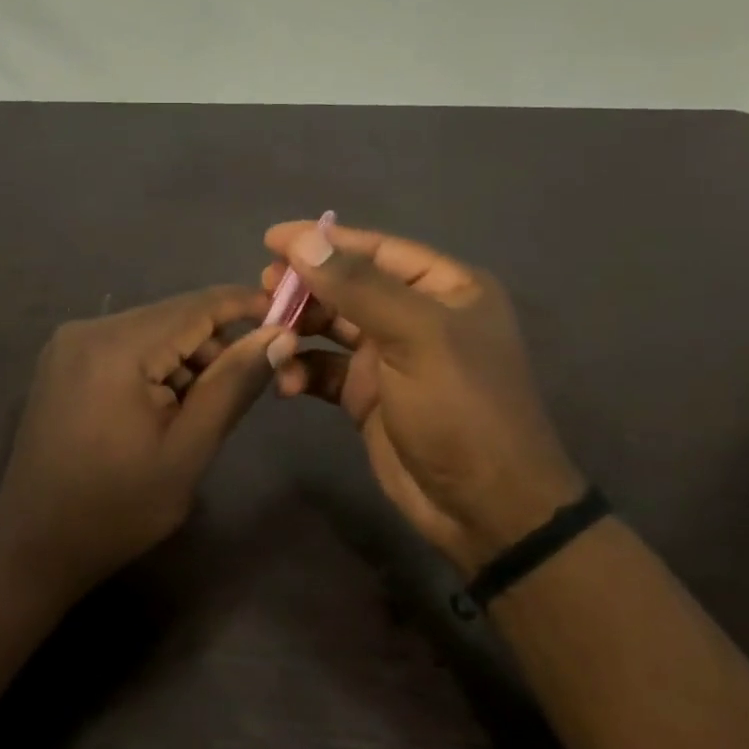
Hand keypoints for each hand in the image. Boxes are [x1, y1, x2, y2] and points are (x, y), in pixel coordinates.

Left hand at [0, 286, 282, 599]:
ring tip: (194, 414)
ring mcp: (69, 343)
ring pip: (151, 331)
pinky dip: (154, 367)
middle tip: (242, 390)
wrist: (34, 545)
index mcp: (117, 347)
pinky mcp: (63, 361)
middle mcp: (88, 328)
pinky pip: (125, 346)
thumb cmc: (118, 507)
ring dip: (184, 360)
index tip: (289, 317)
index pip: (197, 306)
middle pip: (172, 317)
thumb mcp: (188, 449)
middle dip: (213, 346)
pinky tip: (162, 409)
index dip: (246, 305)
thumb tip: (280, 335)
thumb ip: (234, 384)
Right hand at [261, 221, 584, 574]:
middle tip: (264, 290)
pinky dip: (302, 369)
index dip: (323, 240)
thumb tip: (305, 240)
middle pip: (348, 285)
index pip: (376, 249)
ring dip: (298, 328)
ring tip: (268, 334)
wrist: (484, 508)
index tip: (271, 239)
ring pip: (331, 325)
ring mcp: (390, 356)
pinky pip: (325, 368)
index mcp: (444, 288)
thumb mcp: (416, 337)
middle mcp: (416, 315)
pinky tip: (286, 382)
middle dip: (306, 287)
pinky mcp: (367, 394)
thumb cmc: (461, 409)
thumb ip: (359, 287)